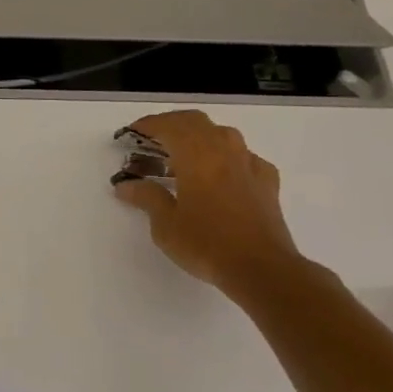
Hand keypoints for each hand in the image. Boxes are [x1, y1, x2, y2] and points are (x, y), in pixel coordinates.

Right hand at [111, 110, 306, 297]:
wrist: (261, 268)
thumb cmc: (206, 244)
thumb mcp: (165, 224)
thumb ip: (147, 198)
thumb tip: (125, 185)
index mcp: (196, 157)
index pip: (170, 126)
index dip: (148, 125)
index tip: (131, 133)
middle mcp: (224, 152)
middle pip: (197, 122)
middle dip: (172, 124)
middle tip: (152, 138)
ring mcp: (249, 165)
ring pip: (223, 134)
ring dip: (200, 136)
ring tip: (183, 155)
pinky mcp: (267, 182)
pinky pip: (244, 157)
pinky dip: (226, 156)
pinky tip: (221, 173)